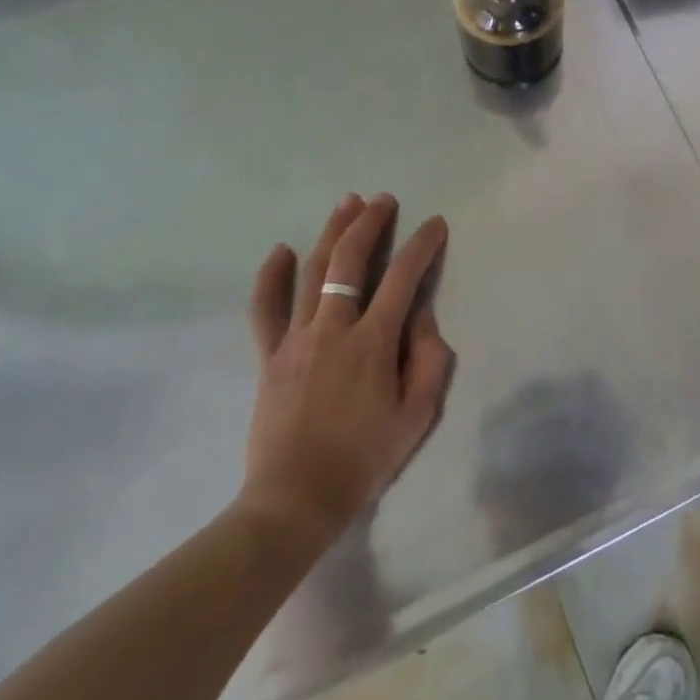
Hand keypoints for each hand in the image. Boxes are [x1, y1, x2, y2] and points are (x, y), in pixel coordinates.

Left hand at [238, 194, 454, 549]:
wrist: (295, 499)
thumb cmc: (364, 458)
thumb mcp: (417, 415)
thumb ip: (428, 359)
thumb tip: (421, 316)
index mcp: (372, 343)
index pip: (402, 278)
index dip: (422, 245)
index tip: (435, 224)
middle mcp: (332, 329)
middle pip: (349, 261)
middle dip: (370, 224)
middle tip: (384, 200)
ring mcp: (295, 340)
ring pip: (312, 272)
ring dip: (331, 233)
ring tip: (347, 204)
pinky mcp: (269, 356)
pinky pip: (265, 309)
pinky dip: (271, 276)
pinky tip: (281, 249)